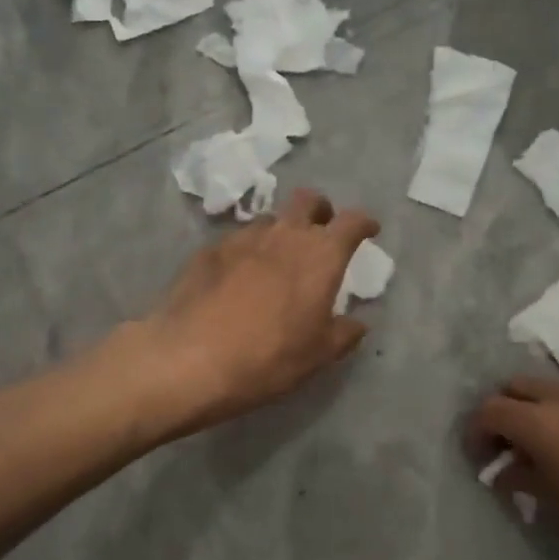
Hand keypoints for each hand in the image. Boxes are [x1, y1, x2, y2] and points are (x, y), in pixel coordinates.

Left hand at [133, 189, 380, 434]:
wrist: (189, 359)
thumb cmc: (268, 358)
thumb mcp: (318, 355)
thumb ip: (344, 333)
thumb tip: (357, 322)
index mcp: (320, 255)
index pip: (352, 221)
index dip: (364, 223)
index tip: (369, 230)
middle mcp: (284, 235)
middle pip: (308, 200)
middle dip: (321, 210)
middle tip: (321, 232)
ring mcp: (243, 238)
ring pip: (271, 219)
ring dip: (282, 231)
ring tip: (278, 259)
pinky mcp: (209, 250)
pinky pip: (238, 240)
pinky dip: (248, 251)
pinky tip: (239, 278)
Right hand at [470, 377, 558, 559]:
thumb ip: (529, 481)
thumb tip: (507, 470)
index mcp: (548, 424)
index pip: (492, 409)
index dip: (477, 432)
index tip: (479, 460)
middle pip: (518, 385)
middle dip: (503, 411)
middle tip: (504, 449)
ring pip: (551, 388)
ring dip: (535, 410)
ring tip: (539, 451)